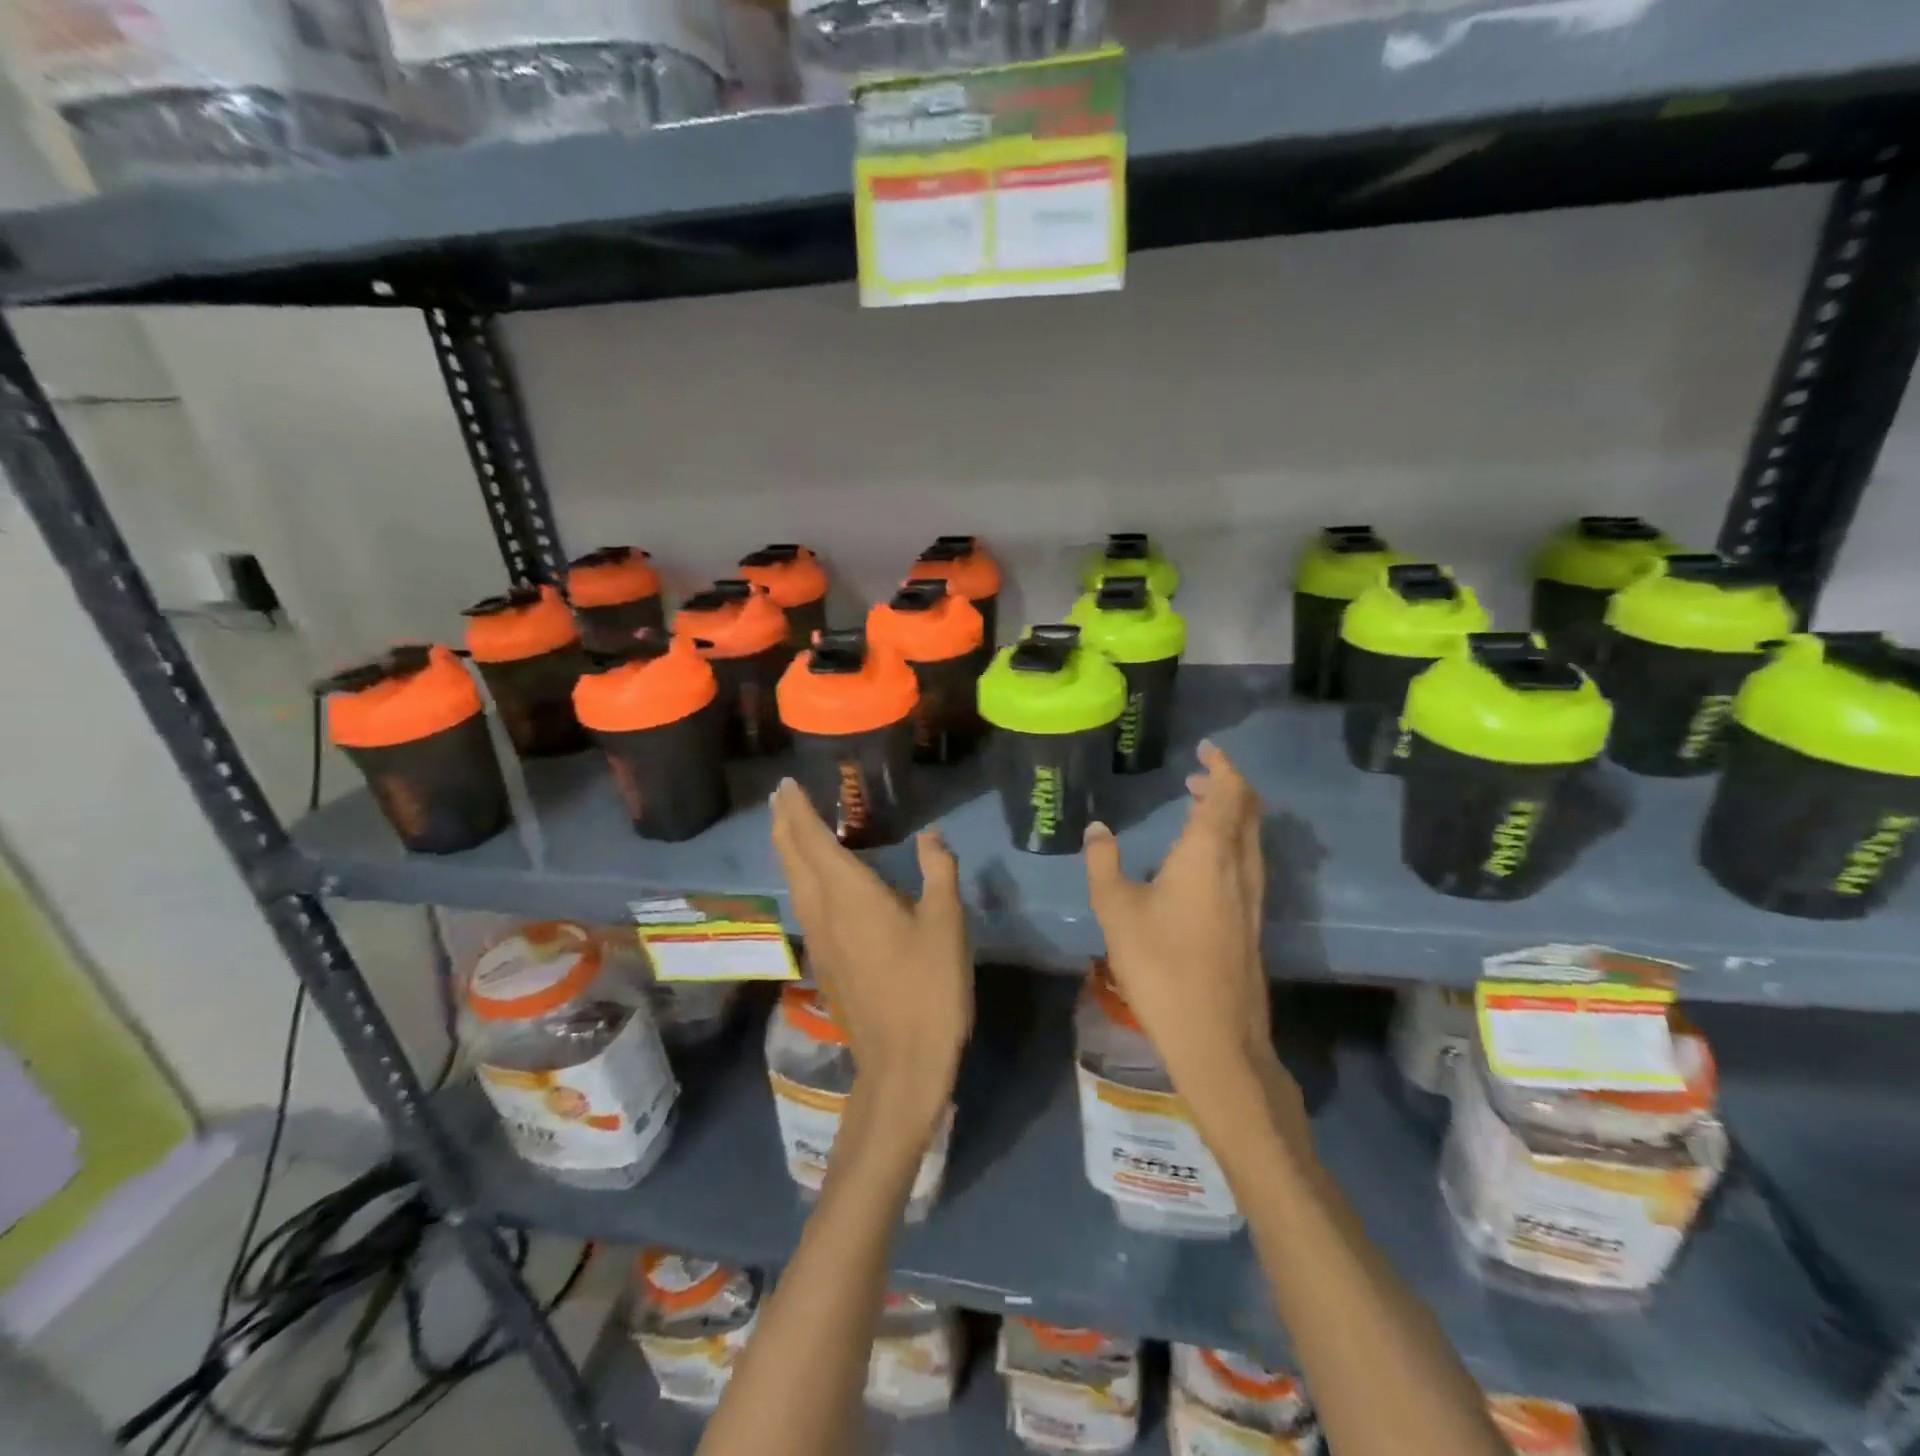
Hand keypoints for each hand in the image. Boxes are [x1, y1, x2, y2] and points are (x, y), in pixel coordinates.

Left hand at [770, 779, 971, 1138]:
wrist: (902, 1062)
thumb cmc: (929, 986)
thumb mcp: (946, 922)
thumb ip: (938, 872)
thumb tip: (931, 835)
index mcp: (850, 893)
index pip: (812, 839)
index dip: (797, 810)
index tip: (786, 785)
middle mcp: (823, 910)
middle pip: (792, 858)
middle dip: (783, 824)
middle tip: (780, 798)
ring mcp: (819, 939)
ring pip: (793, 882)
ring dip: (787, 850)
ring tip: (789, 827)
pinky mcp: (824, 961)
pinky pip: (803, 904)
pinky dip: (800, 877)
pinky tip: (813, 881)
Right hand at [1084, 743, 1290, 1130]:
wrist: (1215, 1036)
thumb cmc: (1160, 965)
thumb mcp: (1116, 909)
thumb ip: (1104, 863)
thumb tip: (1097, 829)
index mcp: (1209, 853)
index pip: (1229, 793)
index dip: (1222, 766)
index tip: (1206, 749)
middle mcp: (1239, 866)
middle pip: (1248, 810)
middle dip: (1227, 786)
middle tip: (1197, 776)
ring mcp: (1252, 896)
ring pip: (1251, 837)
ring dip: (1231, 813)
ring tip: (1197, 808)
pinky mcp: (1252, 921)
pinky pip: (1248, 861)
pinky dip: (1231, 840)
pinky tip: (1202, 860)